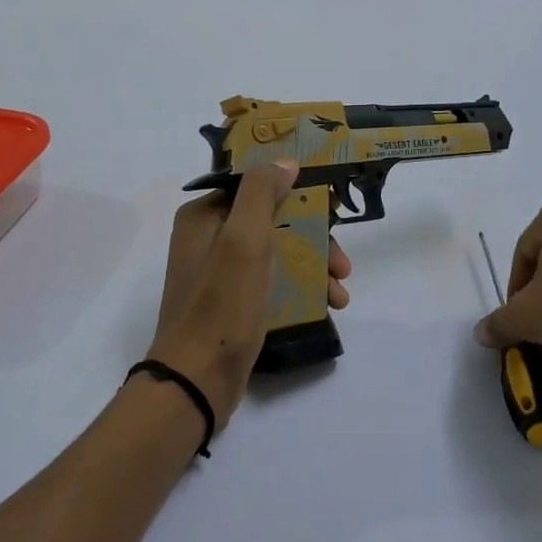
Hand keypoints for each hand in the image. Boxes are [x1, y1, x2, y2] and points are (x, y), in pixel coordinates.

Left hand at [148, 161, 351, 426]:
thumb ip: (262, 193)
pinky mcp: (233, 303)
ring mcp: (221, 273)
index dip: (295, 192)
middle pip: (272, 222)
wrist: (197, 380)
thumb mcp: (243, 240)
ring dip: (313, 267)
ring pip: (277, 254)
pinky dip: (299, 289)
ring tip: (341, 294)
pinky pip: (272, 282)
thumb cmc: (222, 304)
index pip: (255, 187)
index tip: (331, 207)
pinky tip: (326, 306)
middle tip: (343, 264)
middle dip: (314, 239)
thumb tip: (285, 162)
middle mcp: (208, 239)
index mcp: (204, 216)